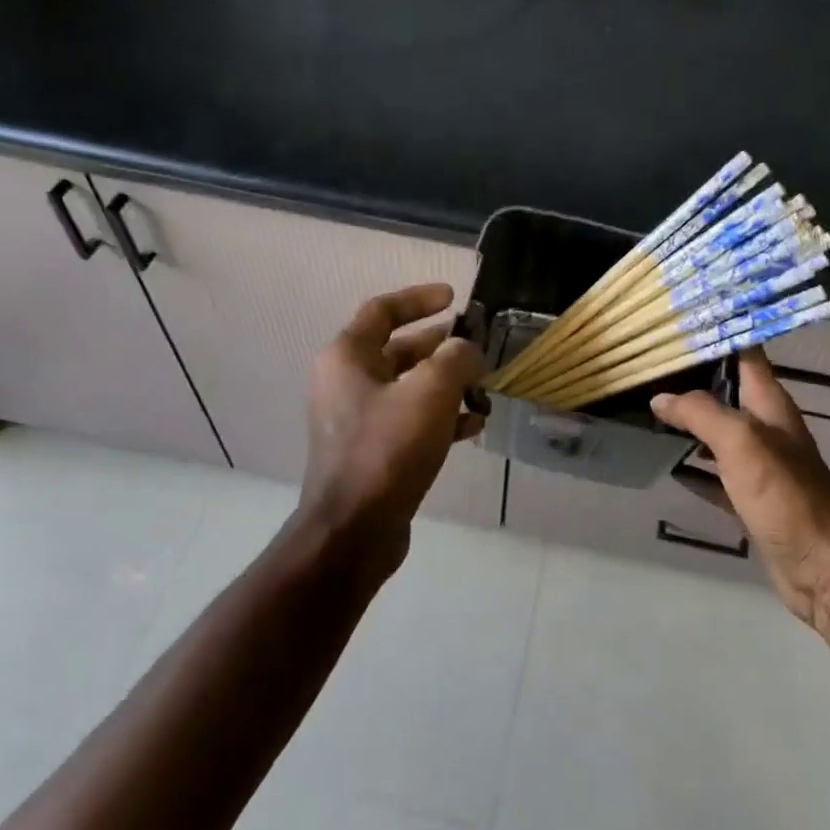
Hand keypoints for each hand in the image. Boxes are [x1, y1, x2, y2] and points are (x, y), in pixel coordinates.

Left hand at [298, 283, 485, 562]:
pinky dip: (441, 416)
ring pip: (409, 386)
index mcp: (347, 357)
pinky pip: (410, 420)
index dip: (419, 299)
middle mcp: (346, 383)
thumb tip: (468, 350)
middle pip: (399, 349)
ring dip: (446, 383)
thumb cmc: (387, 449)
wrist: (354, 531)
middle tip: (477, 347)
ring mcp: (357, 419)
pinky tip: (473, 424)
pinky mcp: (372, 451)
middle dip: (441, 346)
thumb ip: (456, 358)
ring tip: (482, 388)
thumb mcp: (430, 392)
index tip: (454, 298)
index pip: (382, 310)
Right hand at [652, 350, 829, 627]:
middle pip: (728, 390)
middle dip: (694, 376)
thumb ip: (700, 413)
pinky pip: (715, 474)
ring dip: (690, 419)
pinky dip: (693, 467)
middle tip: (650, 363)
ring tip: (649, 405)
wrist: (823, 569)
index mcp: (770, 404)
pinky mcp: (752, 500)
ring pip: (718, 432)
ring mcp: (760, 466)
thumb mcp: (742, 442)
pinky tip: (667, 464)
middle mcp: (767, 428)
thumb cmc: (786, 495)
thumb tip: (661, 397)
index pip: (746, 353)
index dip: (720, 332)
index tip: (681, 318)